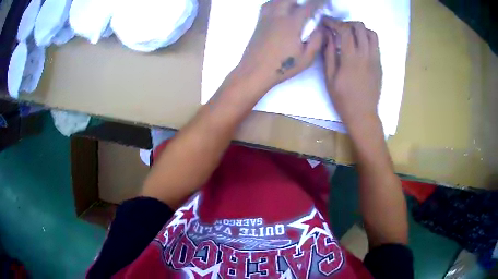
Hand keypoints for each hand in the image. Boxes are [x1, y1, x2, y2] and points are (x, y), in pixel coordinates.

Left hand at [233, 0, 324, 92]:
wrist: (255, 71)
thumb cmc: (282, 67)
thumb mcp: (306, 58)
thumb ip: (317, 41)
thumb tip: (321, 27)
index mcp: (291, 24)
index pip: (308, 7)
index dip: (318, 2)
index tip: (325, 1)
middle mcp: (278, 16)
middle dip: (302, 0)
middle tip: (309, 5)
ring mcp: (266, 18)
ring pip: (277, 0)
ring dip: (288, 0)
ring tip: (296, 6)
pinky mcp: (259, 22)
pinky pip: (267, 5)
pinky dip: (276, 3)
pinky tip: (280, 9)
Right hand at [322, 19, 381, 125]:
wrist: (363, 115)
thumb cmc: (343, 99)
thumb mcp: (330, 78)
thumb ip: (329, 53)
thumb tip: (328, 35)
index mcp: (351, 59)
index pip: (344, 30)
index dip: (334, 22)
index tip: (326, 22)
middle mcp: (366, 55)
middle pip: (360, 27)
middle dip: (347, 23)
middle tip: (339, 29)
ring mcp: (376, 59)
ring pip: (371, 33)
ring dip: (360, 30)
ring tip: (351, 36)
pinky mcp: (380, 65)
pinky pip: (376, 45)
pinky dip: (367, 39)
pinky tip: (359, 46)